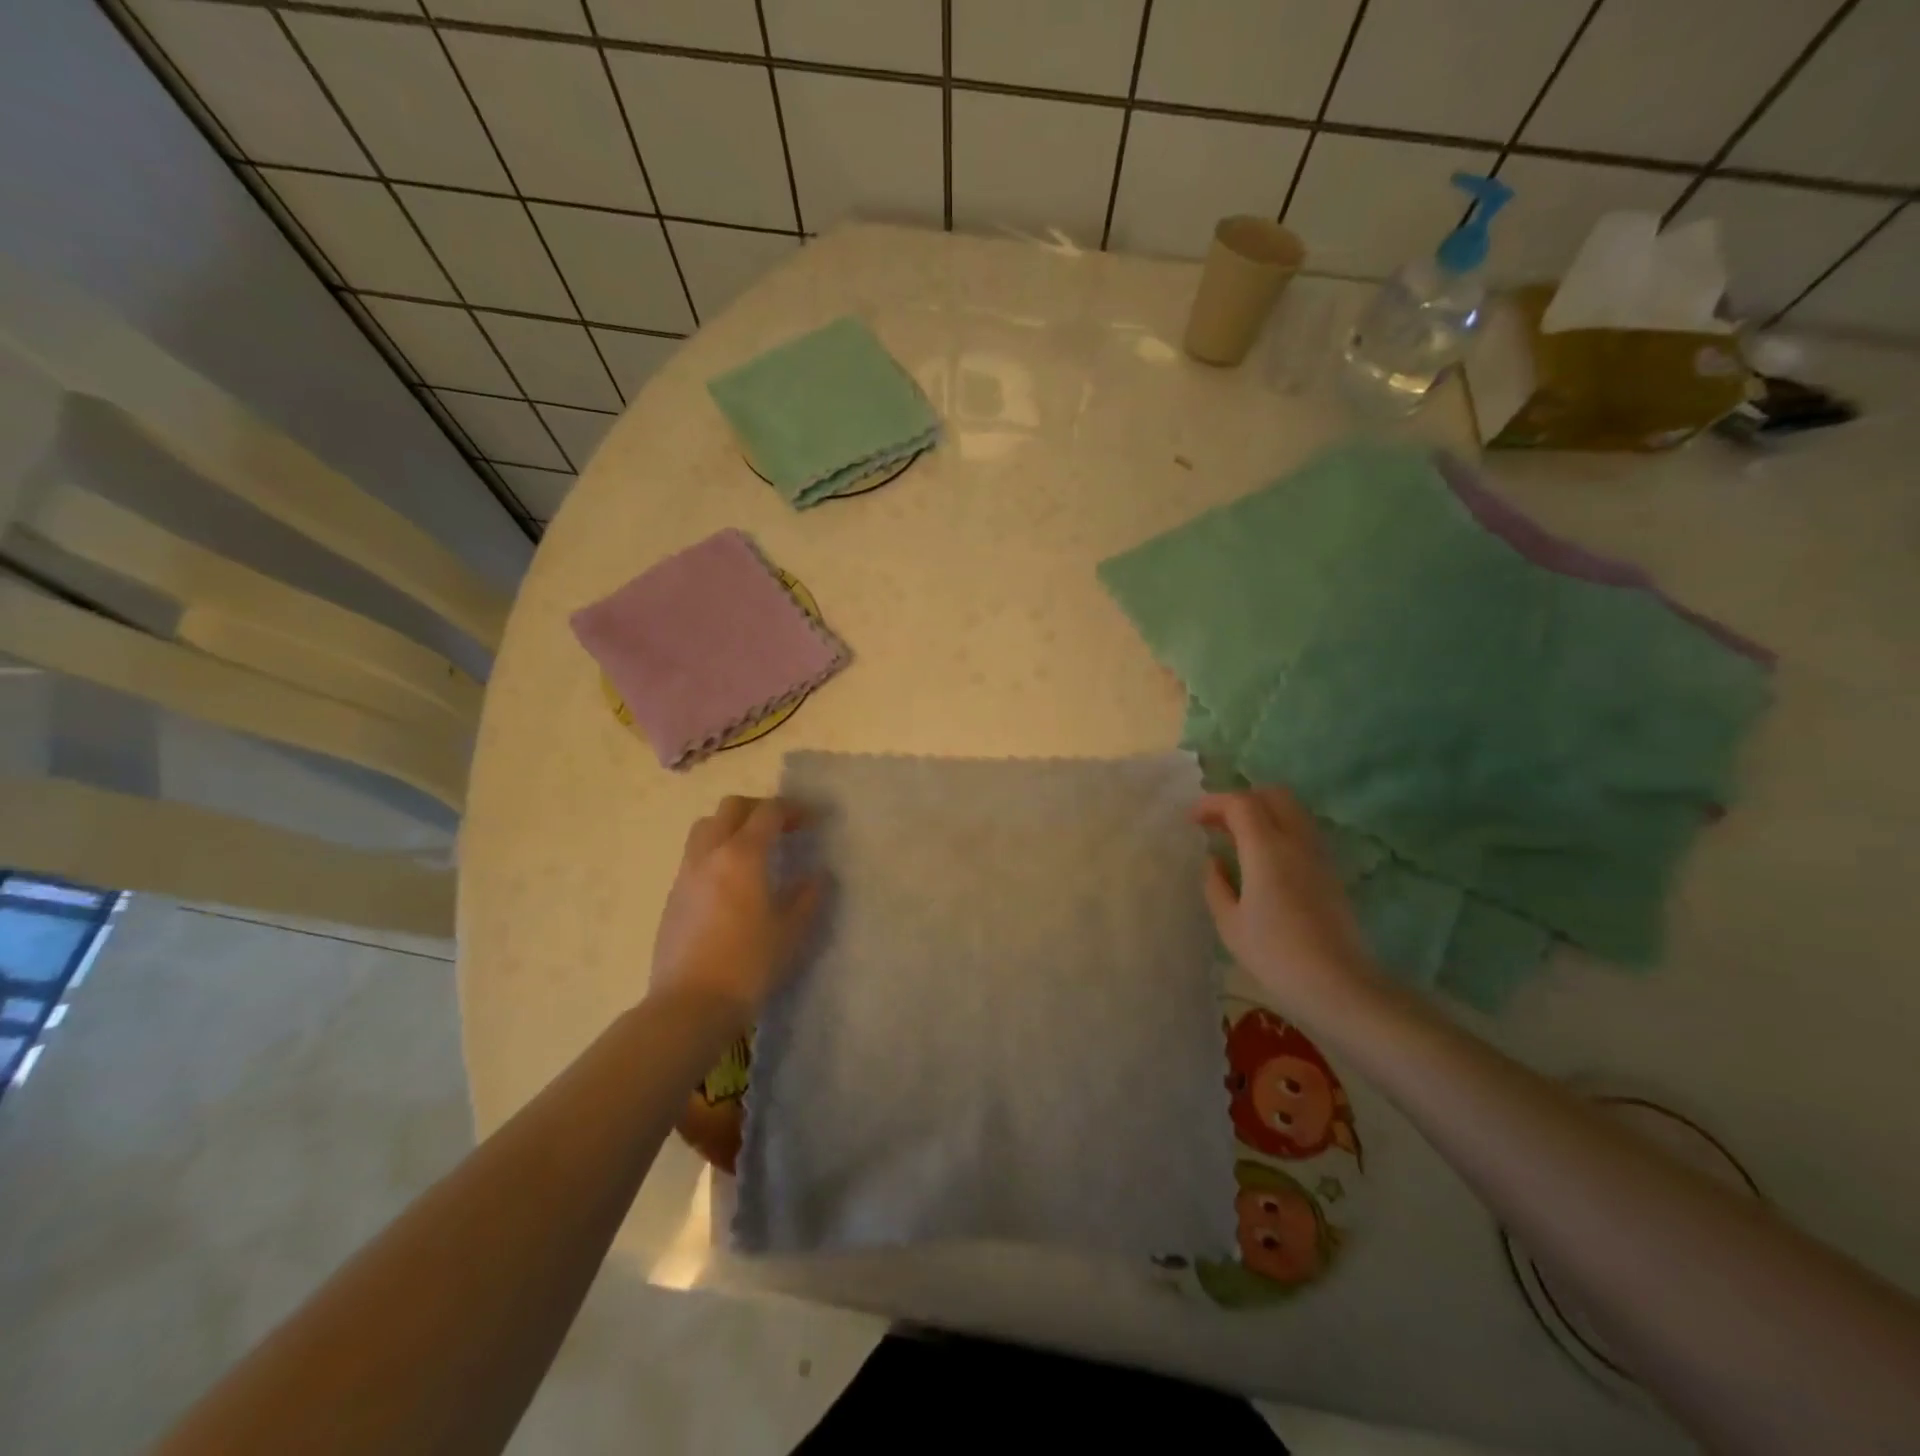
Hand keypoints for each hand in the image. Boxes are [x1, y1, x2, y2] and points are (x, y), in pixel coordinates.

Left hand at [650, 796, 822, 1022]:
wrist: (690, 1005)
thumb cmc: (749, 964)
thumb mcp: (791, 931)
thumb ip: (808, 897)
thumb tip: (818, 876)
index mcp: (743, 855)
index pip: (769, 812)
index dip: (795, 809)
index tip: (815, 819)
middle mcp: (710, 855)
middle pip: (731, 808)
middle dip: (760, 809)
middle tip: (784, 827)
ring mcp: (686, 875)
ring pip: (706, 828)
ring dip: (732, 826)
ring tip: (755, 849)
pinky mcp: (673, 898)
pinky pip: (695, 857)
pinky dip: (717, 853)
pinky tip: (732, 883)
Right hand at [1193, 786, 1380, 1021]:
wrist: (1338, 985)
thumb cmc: (1275, 955)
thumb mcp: (1230, 924)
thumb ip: (1215, 884)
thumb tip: (1214, 860)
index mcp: (1267, 849)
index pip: (1241, 803)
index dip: (1213, 803)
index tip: (1193, 819)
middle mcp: (1296, 841)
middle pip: (1272, 795)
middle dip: (1241, 800)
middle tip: (1218, 823)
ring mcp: (1318, 854)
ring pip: (1292, 810)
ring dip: (1262, 812)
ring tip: (1238, 838)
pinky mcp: (1330, 870)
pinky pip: (1302, 831)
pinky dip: (1278, 829)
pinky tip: (1262, 858)